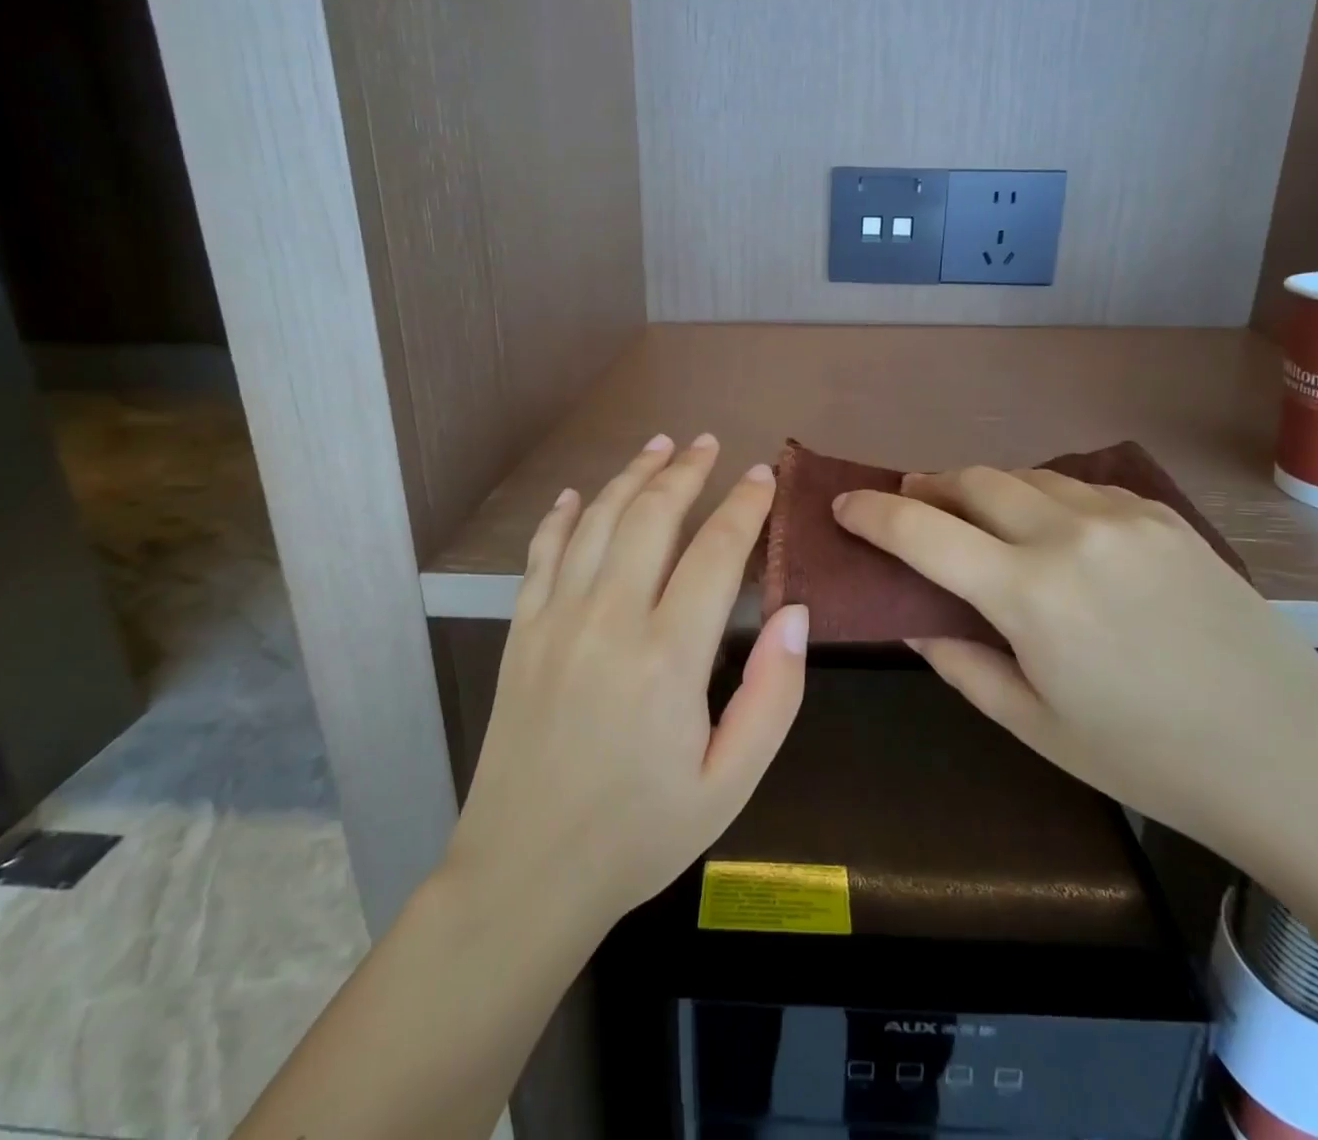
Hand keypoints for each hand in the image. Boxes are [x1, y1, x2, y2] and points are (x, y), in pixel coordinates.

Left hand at [446, 434, 807, 931]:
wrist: (525, 874)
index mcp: (668, 656)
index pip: (717, 552)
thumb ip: (773, 695)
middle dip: (686, 471)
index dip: (744, 505)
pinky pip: (542, 554)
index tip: (762, 475)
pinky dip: (562, 516)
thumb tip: (796, 613)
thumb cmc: (640, 834)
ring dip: (630, 476)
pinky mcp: (521, 632)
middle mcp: (609, 619)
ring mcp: (556, 620)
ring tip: (658, 445)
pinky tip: (578, 494)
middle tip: (709, 442)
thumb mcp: (730, 783)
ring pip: (598, 521)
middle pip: (652, 517)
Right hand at [832, 467, 1317, 852]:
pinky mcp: (1165, 518)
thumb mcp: (1035, 725)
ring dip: (983, 488)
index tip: (844, 505)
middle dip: (927, 488)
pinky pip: (1080, 487)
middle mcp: (1070, 535)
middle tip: (907, 506)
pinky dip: (1042, 496)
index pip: (921, 531)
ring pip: (1025, 475)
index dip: (871, 512)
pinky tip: (1049, 528)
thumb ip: (961, 662)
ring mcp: (1124, 517)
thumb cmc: (1148, 759)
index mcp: (1029, 594)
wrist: (1295, 761)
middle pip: (972, 480)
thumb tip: (915, 622)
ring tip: (972, 515)